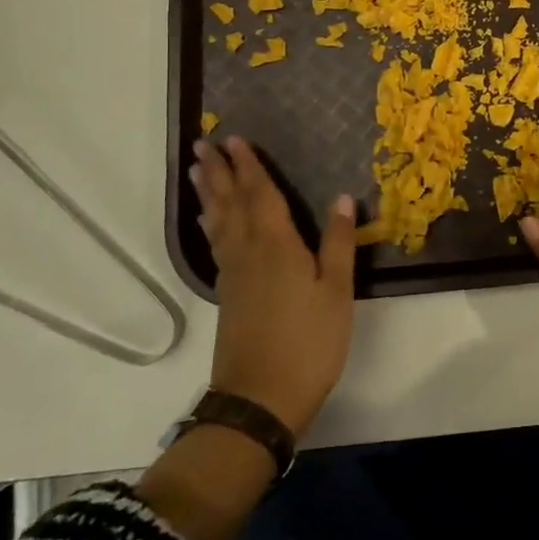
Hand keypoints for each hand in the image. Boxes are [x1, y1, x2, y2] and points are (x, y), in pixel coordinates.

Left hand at [191, 137, 355, 436]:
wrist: (261, 399)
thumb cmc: (309, 342)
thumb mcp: (336, 292)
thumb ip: (338, 243)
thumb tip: (343, 197)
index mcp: (276, 246)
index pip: (261, 195)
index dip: (249, 166)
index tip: (235, 140)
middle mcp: (248, 252)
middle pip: (231, 203)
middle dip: (219, 172)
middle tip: (202, 144)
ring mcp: (233, 275)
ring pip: (218, 223)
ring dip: (208, 194)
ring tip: (196, 172)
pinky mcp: (227, 295)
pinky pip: (216, 245)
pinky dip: (210, 225)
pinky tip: (209, 223)